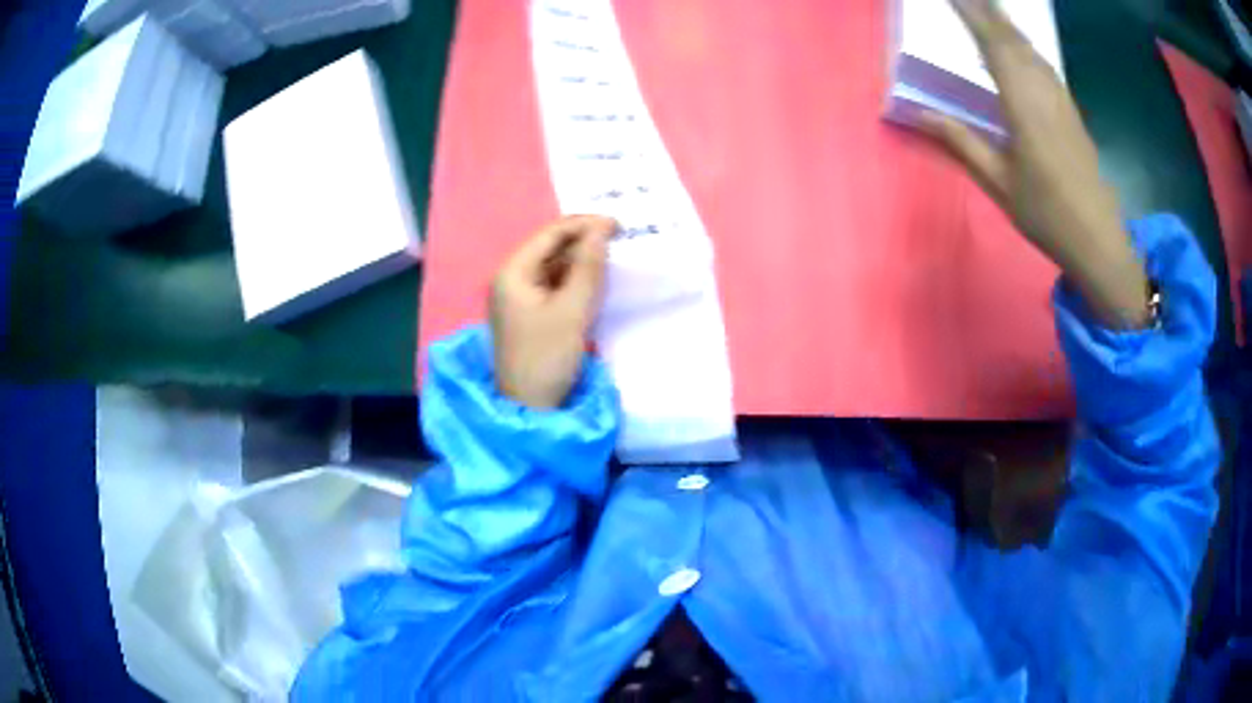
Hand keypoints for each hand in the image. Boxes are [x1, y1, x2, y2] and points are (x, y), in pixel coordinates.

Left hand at [490, 215, 615, 407]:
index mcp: (512, 273)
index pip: (550, 234)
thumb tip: (602, 230)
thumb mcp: (572, 310)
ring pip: (553, 267)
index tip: (619, 225)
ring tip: (613, 257)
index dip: (584, 225)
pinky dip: (574, 280)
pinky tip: (596, 281)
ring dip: (581, 260)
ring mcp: (518, 298)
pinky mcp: (528, 314)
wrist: (530, 408)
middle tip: (620, 239)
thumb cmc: (547, 357)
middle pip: (549, 248)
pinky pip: (553, 286)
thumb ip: (588, 267)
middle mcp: (510, 279)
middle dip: (583, 241)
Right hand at [924, 0, 1150, 327]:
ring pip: (1031, 49)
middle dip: (988, 9)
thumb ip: (961, 142)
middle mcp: (1044, 92)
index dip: (969, 13)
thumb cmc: (1047, 216)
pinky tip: (1020, 45)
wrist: (1100, 242)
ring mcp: (1062, 101)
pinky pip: (1044, 65)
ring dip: (1007, 24)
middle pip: (1013, 38)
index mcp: (1023, 106)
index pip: (992, 44)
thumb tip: (919, 113)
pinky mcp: (1071, 112)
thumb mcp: (999, 184)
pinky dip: (1025, 45)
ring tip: (988, 7)